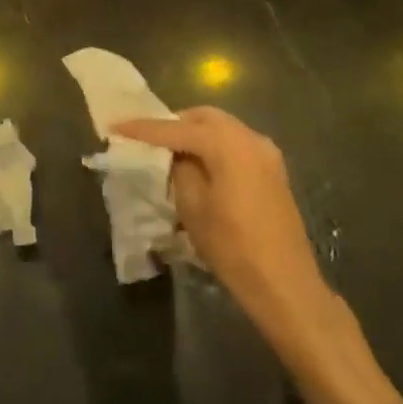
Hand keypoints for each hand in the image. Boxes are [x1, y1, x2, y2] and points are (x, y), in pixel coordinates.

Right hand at [113, 107, 343, 365]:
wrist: (286, 285)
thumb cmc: (233, 247)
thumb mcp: (192, 206)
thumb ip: (178, 169)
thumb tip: (173, 155)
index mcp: (227, 144)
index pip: (175, 129)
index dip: (143, 128)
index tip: (115, 126)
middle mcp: (249, 138)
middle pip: (203, 118)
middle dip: (173, 124)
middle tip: (148, 138)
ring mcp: (266, 153)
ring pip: (222, 128)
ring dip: (195, 133)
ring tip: (171, 151)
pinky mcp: (273, 170)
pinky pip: (235, 143)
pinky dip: (214, 145)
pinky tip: (200, 164)